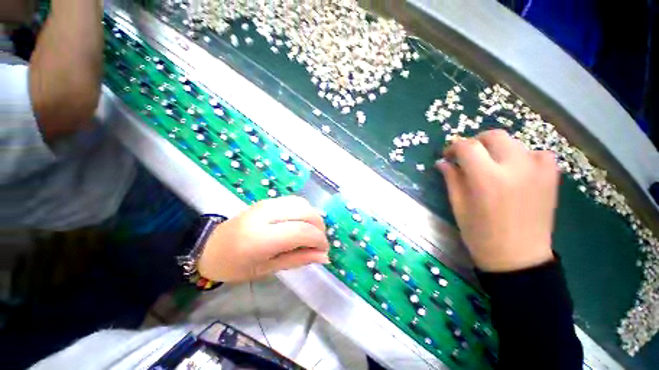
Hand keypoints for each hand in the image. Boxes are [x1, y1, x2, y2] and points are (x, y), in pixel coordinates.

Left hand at [198, 196, 329, 281]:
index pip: (301, 231)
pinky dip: (304, 211)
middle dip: (319, 227)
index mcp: (260, 238)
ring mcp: (267, 203)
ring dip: (313, 217)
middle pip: (305, 212)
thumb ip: (298, 259)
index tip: (324, 251)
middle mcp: (265, 214)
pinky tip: (301, 223)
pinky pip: (294, 201)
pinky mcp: (268, 200)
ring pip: (302, 203)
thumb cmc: (235, 266)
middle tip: (319, 242)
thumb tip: (324, 257)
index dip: (318, 240)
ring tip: (311, 233)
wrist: (210, 247)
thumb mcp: (267, 269)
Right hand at [436, 130, 558, 271]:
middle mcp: (515, 168)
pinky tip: (517, 168)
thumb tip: (442, 162)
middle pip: (494, 136)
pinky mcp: (551, 178)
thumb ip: (451, 179)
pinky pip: (538, 154)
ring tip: (489, 164)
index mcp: (487, 179)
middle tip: (466, 156)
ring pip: (515, 142)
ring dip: (497, 149)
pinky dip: (524, 155)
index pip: (467, 147)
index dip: (453, 147)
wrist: (518, 258)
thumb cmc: (480, 234)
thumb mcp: (458, 206)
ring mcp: (538, 171)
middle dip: (475, 142)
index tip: (447, 156)